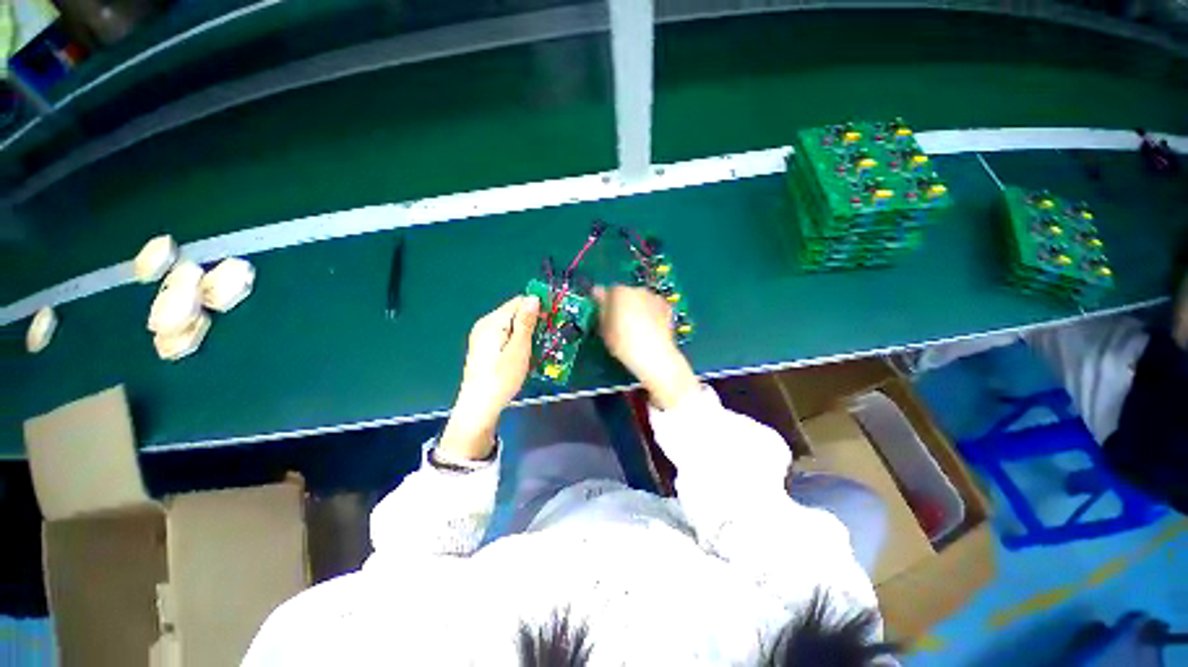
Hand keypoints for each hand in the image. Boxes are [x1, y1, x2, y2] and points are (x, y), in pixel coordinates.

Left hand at [439, 295, 539, 459]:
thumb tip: (533, 297)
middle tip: (548, 336)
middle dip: (533, 321)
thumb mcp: (519, 349)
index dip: (537, 307)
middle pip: (514, 312)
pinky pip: (505, 335)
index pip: (519, 302)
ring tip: (539, 346)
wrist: (479, 406)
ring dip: (526, 331)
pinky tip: (524, 353)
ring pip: (510, 325)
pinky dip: (517, 339)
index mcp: (492, 322)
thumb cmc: (502, 378)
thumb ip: (525, 322)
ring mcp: (482, 336)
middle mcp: (485, 324)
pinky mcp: (484, 347)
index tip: (553, 320)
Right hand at [593, 286, 699, 409]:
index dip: (602, 302)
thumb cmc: (624, 344)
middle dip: (620, 304)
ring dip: (636, 307)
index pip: (605, 291)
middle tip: (618, 322)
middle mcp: (636, 290)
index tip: (601, 313)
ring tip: (635, 327)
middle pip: (624, 293)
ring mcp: (653, 297)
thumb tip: (599, 301)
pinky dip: (650, 312)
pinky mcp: (666, 307)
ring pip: (639, 299)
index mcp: (618, 292)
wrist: (654, 355)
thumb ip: (601, 311)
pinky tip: (648, 327)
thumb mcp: (604, 329)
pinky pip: (653, 306)